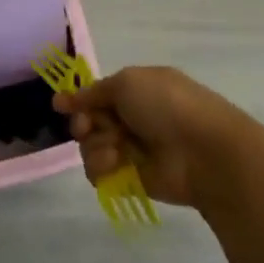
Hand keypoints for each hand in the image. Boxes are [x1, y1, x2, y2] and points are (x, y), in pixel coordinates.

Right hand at [53, 65, 248, 207]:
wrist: (202, 151)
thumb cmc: (166, 105)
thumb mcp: (127, 83)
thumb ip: (93, 92)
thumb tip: (64, 98)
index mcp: (136, 90)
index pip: (97, 95)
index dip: (79, 100)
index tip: (60, 105)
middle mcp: (132, 118)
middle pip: (89, 121)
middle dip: (84, 123)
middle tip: (87, 126)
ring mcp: (132, 149)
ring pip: (91, 147)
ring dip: (95, 145)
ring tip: (113, 149)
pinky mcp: (131, 179)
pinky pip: (100, 173)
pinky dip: (102, 167)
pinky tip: (116, 164)